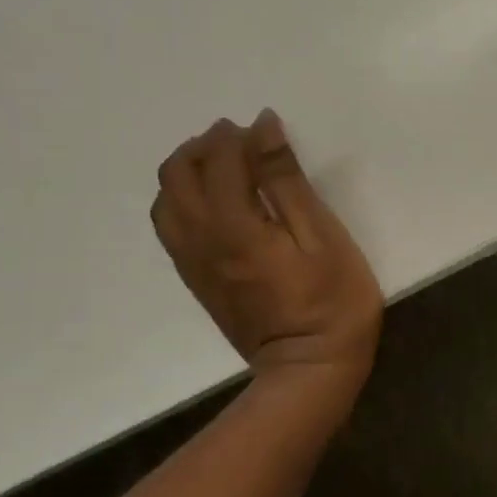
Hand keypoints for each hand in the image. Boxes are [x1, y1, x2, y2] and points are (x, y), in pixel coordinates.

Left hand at [151, 111, 382, 383]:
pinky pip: (170, 229)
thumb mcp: (321, 236)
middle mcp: (200, 240)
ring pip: (165, 202)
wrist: (309, 370)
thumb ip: (286, 181)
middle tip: (239, 141)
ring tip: (222, 168)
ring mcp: (193, 264)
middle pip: (176, 175)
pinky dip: (181, 201)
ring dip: (186, 172)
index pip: (217, 160)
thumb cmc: (331, 301)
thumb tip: (262, 128)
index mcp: (233, 226)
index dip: (237, 136)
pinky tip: (211, 204)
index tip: (263, 126)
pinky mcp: (198, 282)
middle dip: (202, 147)